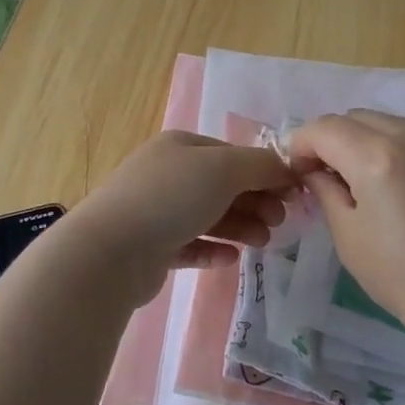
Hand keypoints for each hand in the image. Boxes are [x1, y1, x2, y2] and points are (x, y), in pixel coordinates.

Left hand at [66, 131, 294, 306]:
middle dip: (255, 203)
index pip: (233, 155)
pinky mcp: (151, 248)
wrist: (112, 250)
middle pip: (223, 187)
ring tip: (261, 243)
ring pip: (209, 216)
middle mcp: (167, 174)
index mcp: (182, 147)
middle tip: (278, 223)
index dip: (266, 173)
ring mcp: (156, 211)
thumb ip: (262, 166)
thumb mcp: (224, 169)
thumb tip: (288, 170)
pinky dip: (213, 249)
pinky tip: (230, 258)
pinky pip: (190, 245)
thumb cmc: (171, 198)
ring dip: (240, 227)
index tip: (293, 196)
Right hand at [286, 110, 404, 353]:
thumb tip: (315, 170)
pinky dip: (390, 147)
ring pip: (384, 122)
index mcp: (377, 157)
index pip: (324, 128)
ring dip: (360, 140)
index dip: (301, 146)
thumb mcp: (349, 236)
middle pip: (354, 117)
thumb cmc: (403, 277)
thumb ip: (325, 191)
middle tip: (324, 178)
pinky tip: (391, 185)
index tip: (298, 176)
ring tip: (357, 181)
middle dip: (330, 140)